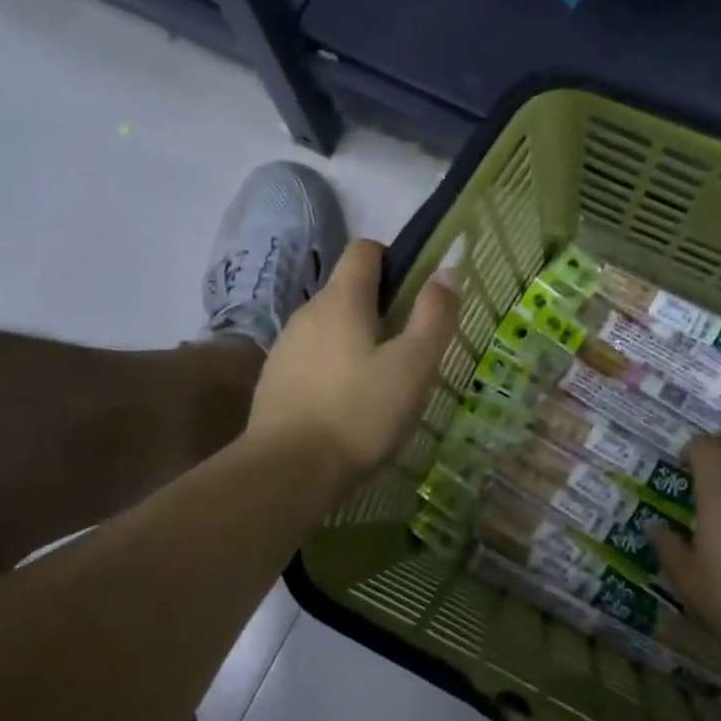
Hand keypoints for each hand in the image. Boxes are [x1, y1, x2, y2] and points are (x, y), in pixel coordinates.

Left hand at [247, 239, 459, 483]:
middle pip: (347, 291)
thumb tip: (446, 272)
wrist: (288, 470)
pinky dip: (333, 368)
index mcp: (341, 300)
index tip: (416, 294)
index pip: (365, 251)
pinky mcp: (274, 381)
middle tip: (409, 347)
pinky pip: (311, 359)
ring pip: (329, 328)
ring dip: (355, 341)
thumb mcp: (413, 366)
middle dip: (379, 308)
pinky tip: (347, 405)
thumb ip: (434, 316)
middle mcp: (307, 313)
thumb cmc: (359, 413)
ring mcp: (285, 348)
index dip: (394, 260)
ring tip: (380, 381)